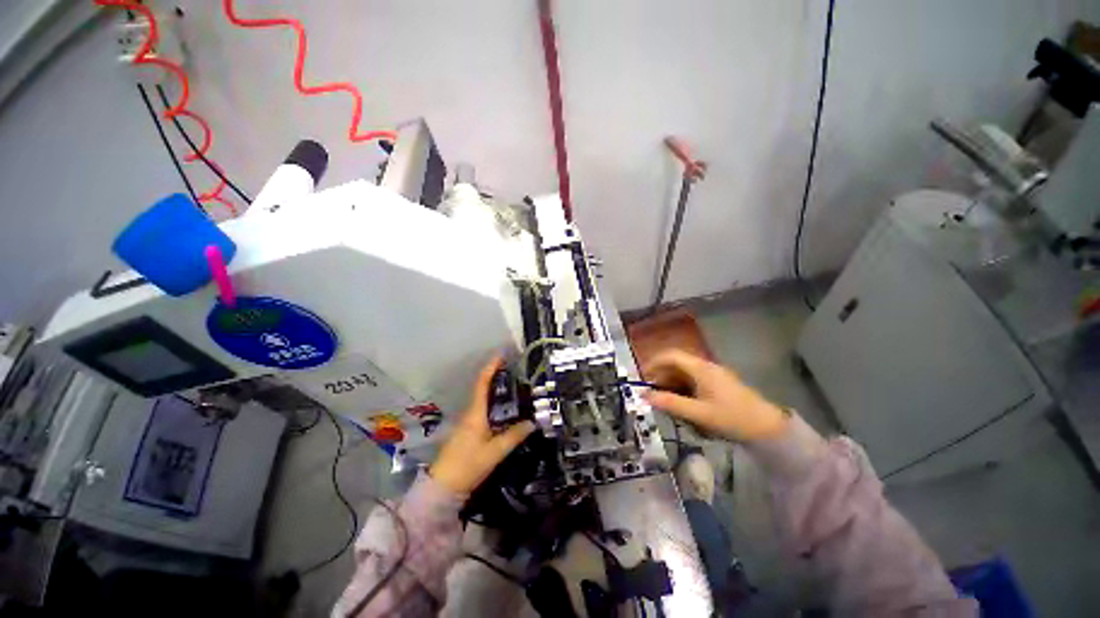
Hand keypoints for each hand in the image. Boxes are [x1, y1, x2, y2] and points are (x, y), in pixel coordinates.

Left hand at [430, 356, 535, 494]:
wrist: (443, 487)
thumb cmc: (468, 465)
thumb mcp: (495, 452)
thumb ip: (514, 436)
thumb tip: (533, 422)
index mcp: (475, 413)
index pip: (482, 384)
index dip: (491, 368)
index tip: (501, 356)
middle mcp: (470, 413)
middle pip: (482, 389)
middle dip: (496, 376)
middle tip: (514, 370)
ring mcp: (467, 422)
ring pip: (483, 400)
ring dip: (495, 390)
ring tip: (513, 386)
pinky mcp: (468, 431)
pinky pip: (482, 410)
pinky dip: (493, 403)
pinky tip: (504, 409)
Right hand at [642, 350, 788, 441]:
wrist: (768, 429)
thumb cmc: (732, 418)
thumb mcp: (698, 413)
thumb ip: (670, 403)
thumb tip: (644, 395)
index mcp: (701, 368)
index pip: (671, 355)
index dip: (654, 363)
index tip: (642, 376)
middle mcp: (706, 367)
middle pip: (677, 364)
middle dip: (661, 376)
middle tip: (652, 393)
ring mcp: (713, 375)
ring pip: (685, 373)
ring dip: (672, 384)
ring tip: (665, 401)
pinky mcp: (718, 384)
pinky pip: (694, 381)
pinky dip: (683, 389)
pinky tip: (683, 404)